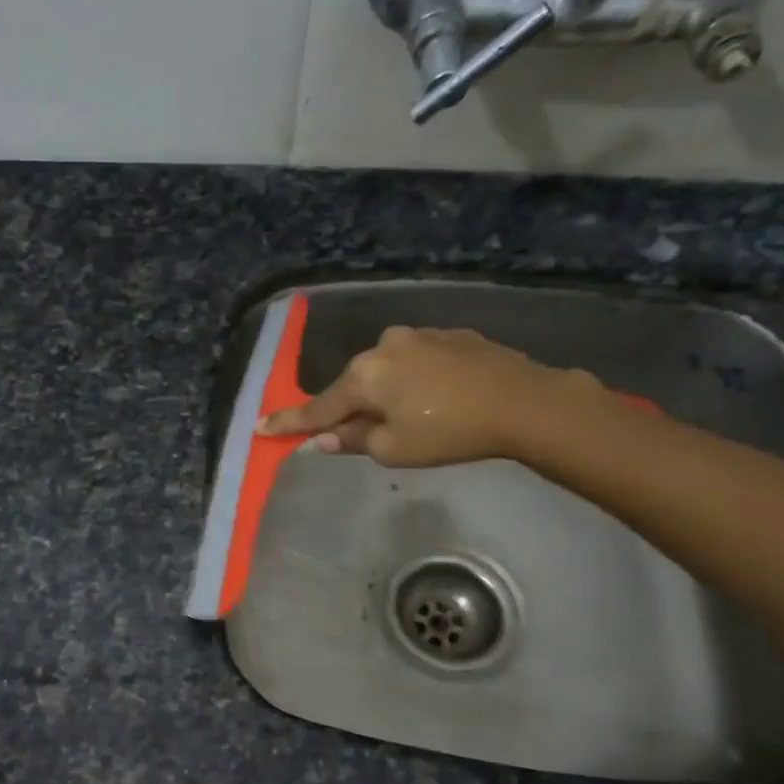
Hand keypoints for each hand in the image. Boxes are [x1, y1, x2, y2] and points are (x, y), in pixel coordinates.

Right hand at [258, 326, 597, 466]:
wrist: (523, 401)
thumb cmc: (449, 432)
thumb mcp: (394, 449)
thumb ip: (354, 440)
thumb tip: (326, 436)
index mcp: (364, 376)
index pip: (318, 408)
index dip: (289, 423)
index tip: (260, 428)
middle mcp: (383, 346)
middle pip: (353, 385)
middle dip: (349, 408)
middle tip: (355, 433)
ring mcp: (418, 336)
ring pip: (385, 371)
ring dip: (385, 393)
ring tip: (409, 417)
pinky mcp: (449, 335)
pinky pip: (415, 361)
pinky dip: (413, 380)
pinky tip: (436, 397)